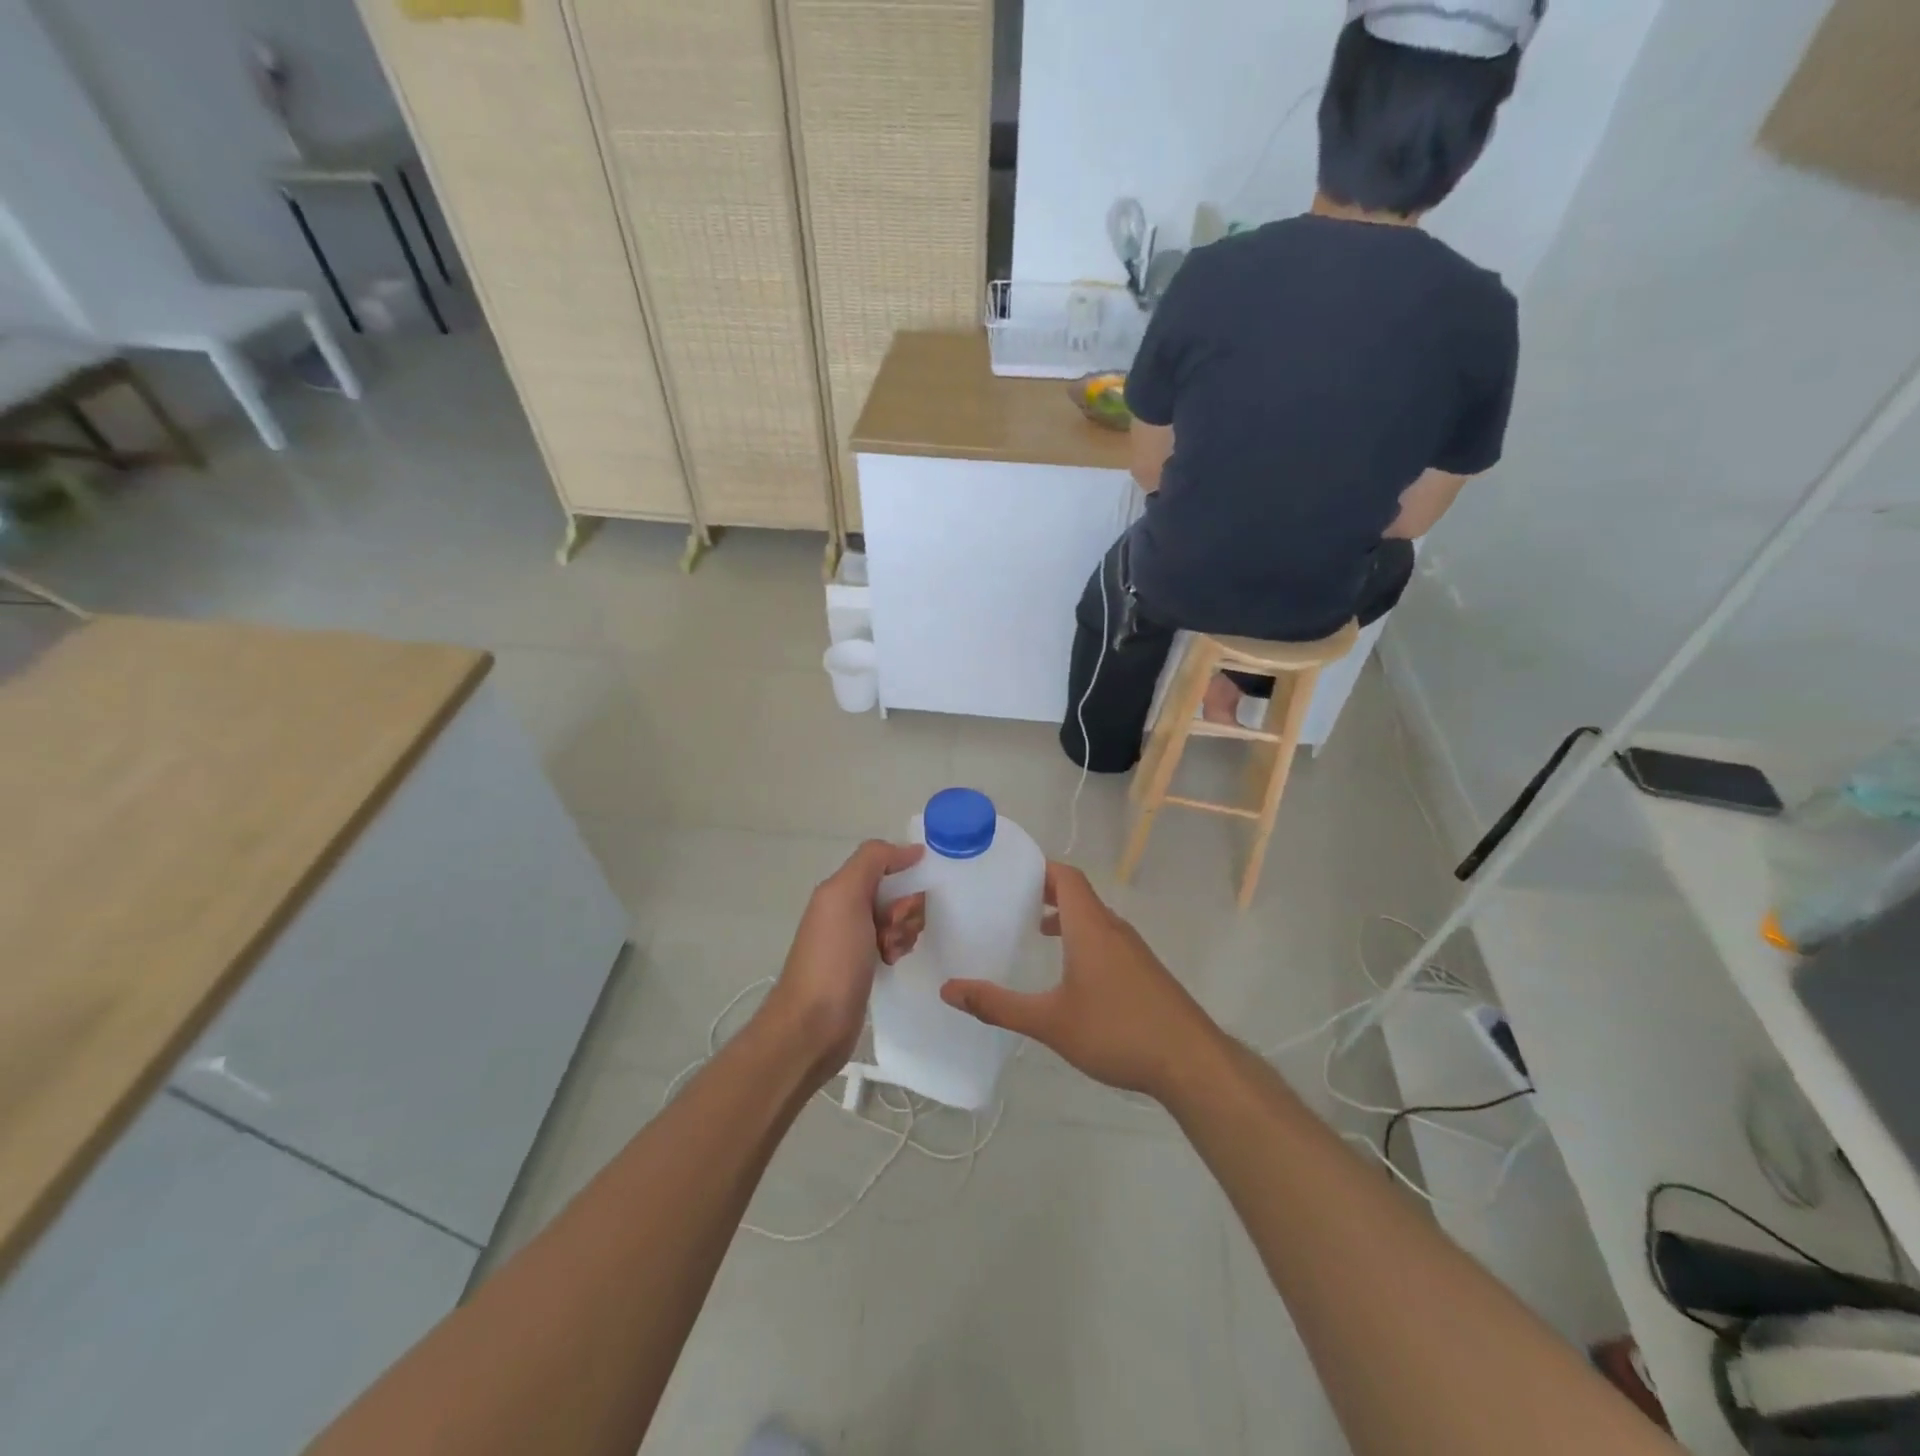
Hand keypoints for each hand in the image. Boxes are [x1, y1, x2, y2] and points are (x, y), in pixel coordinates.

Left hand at [759, 841, 925, 1084]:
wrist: (814, 1025)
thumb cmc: (832, 958)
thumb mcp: (846, 896)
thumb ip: (873, 860)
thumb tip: (911, 849)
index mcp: (841, 888)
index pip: (886, 863)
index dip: (904, 875)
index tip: (910, 898)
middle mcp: (847, 908)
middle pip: (897, 892)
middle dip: (906, 909)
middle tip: (894, 930)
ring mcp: (856, 938)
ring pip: (899, 919)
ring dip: (904, 931)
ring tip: (891, 952)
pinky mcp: (866, 965)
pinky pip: (895, 944)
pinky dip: (900, 949)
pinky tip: (892, 963)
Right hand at [939, 862, 1220, 1098]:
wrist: (1191, 1062)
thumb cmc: (1117, 1031)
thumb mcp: (1050, 1022)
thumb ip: (998, 1005)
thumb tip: (949, 990)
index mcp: (1090, 926)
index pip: (1066, 877)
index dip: (1039, 868)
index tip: (1007, 872)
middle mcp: (1113, 929)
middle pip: (1078, 894)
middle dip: (1045, 892)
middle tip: (1008, 901)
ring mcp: (1133, 950)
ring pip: (1093, 919)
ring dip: (1064, 917)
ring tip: (1033, 932)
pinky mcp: (1144, 972)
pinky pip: (1106, 939)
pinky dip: (1082, 938)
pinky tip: (1070, 974)